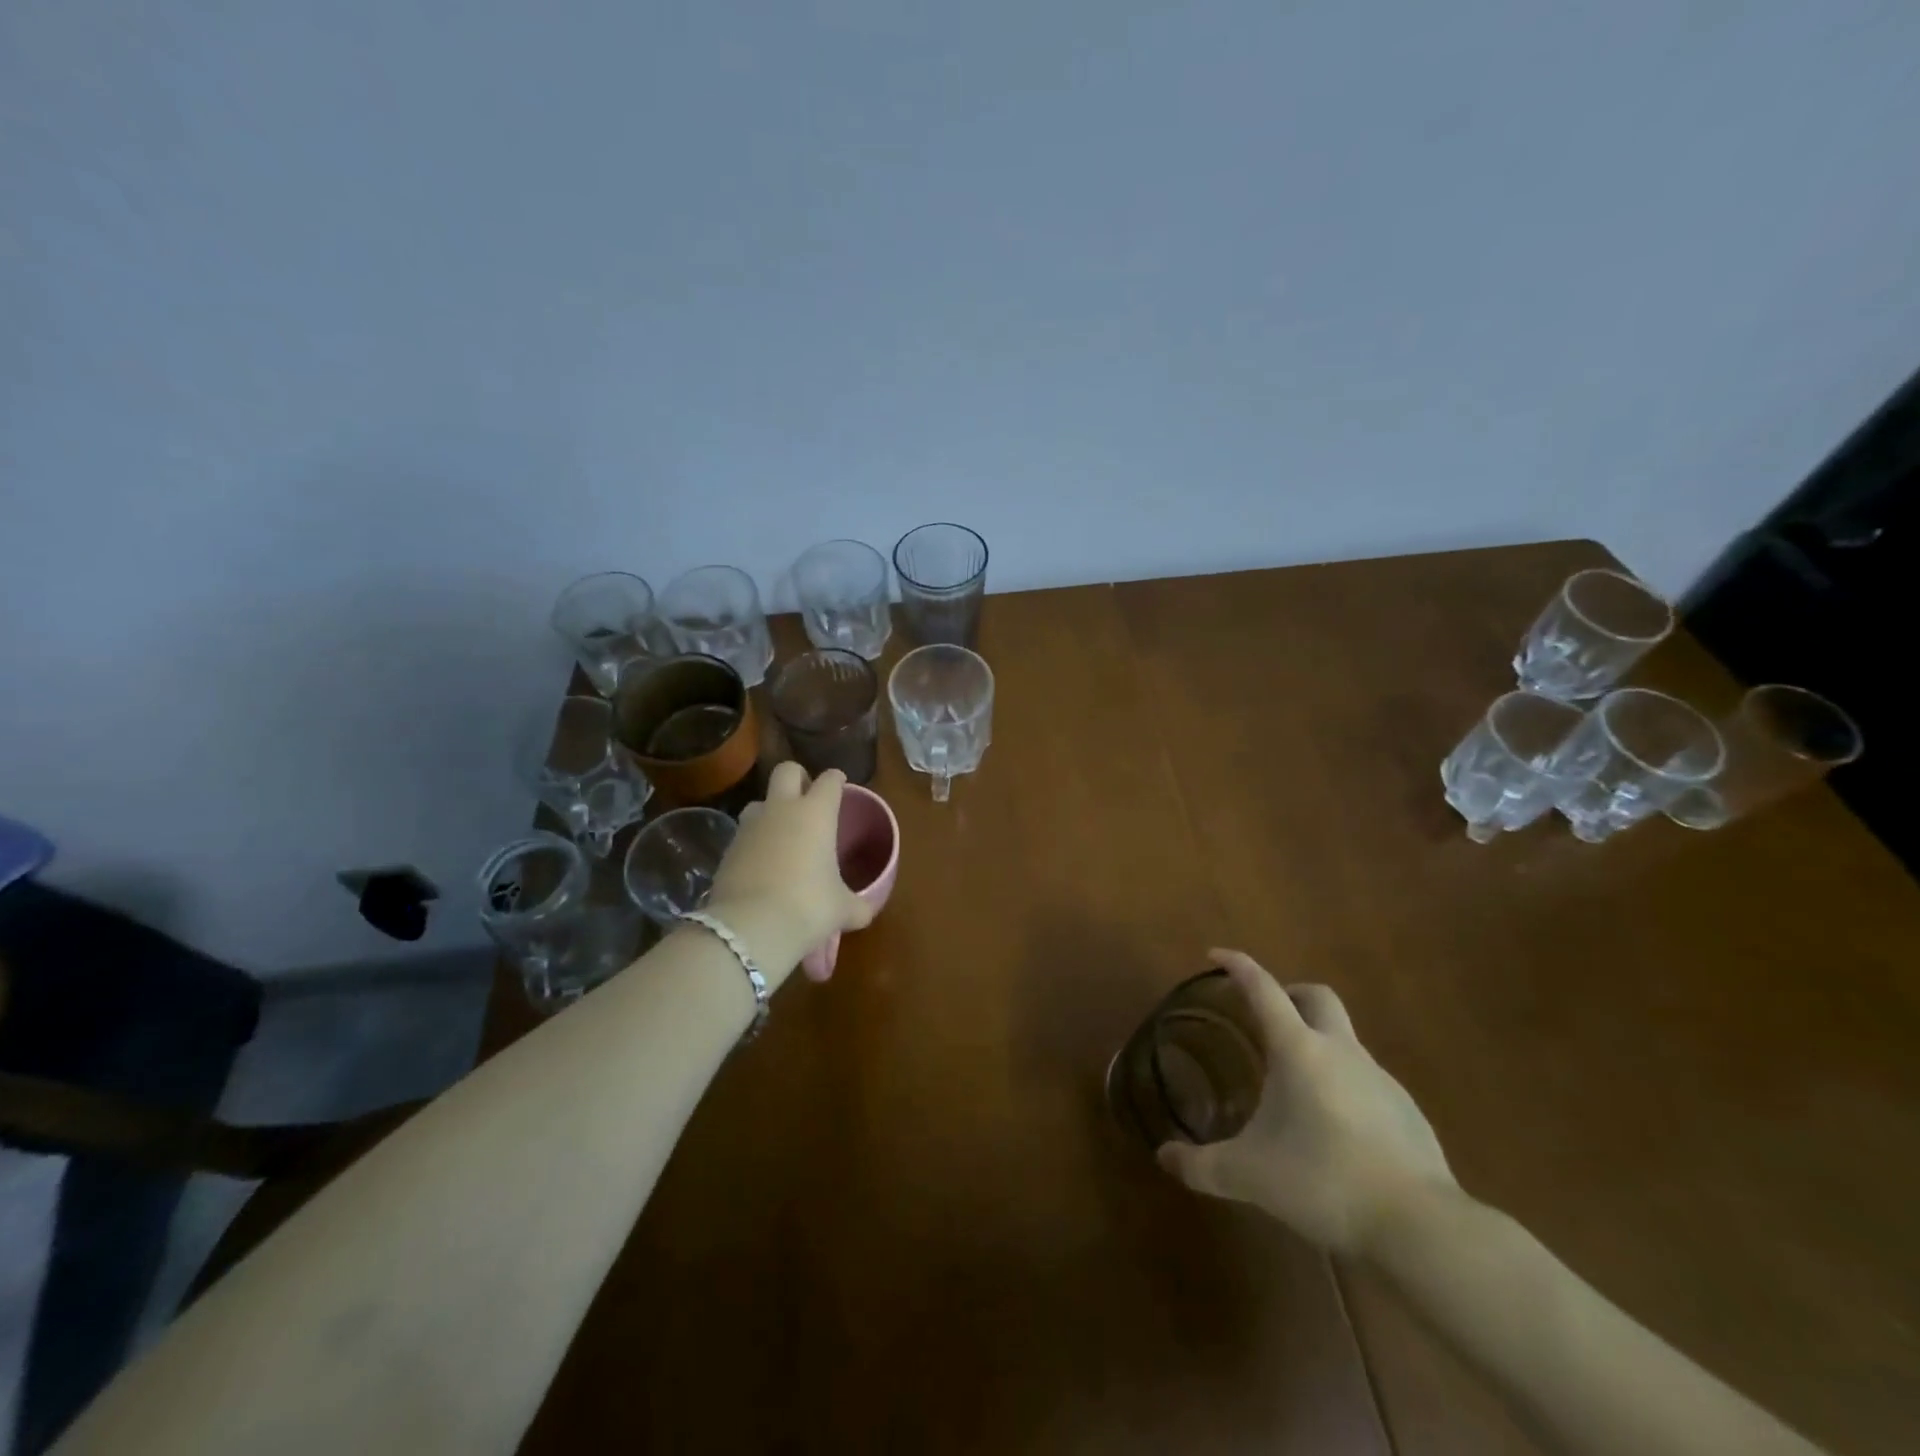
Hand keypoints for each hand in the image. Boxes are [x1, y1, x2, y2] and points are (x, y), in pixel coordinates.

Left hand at [704, 763, 873, 988]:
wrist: (750, 927)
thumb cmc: (808, 906)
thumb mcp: (842, 909)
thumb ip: (856, 905)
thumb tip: (864, 912)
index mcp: (816, 813)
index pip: (829, 780)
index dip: (837, 780)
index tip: (841, 786)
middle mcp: (781, 810)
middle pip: (787, 771)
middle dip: (798, 778)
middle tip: (808, 796)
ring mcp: (749, 827)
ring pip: (759, 802)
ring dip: (771, 810)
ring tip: (782, 834)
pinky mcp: (727, 850)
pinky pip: (744, 835)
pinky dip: (754, 843)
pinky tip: (763, 865)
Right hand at [1157, 949, 1456, 1257]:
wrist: (1421, 1228)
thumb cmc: (1324, 1181)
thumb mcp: (1250, 1176)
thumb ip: (1202, 1165)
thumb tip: (1164, 1157)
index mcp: (1299, 1049)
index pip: (1263, 989)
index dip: (1238, 966)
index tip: (1215, 955)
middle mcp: (1341, 1051)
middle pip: (1317, 996)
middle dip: (1289, 993)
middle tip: (1265, 1014)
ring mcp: (1380, 1079)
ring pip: (1344, 1040)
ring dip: (1317, 1044)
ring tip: (1293, 1086)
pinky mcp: (1408, 1112)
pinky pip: (1367, 1080)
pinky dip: (1343, 1085)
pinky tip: (1334, 1128)